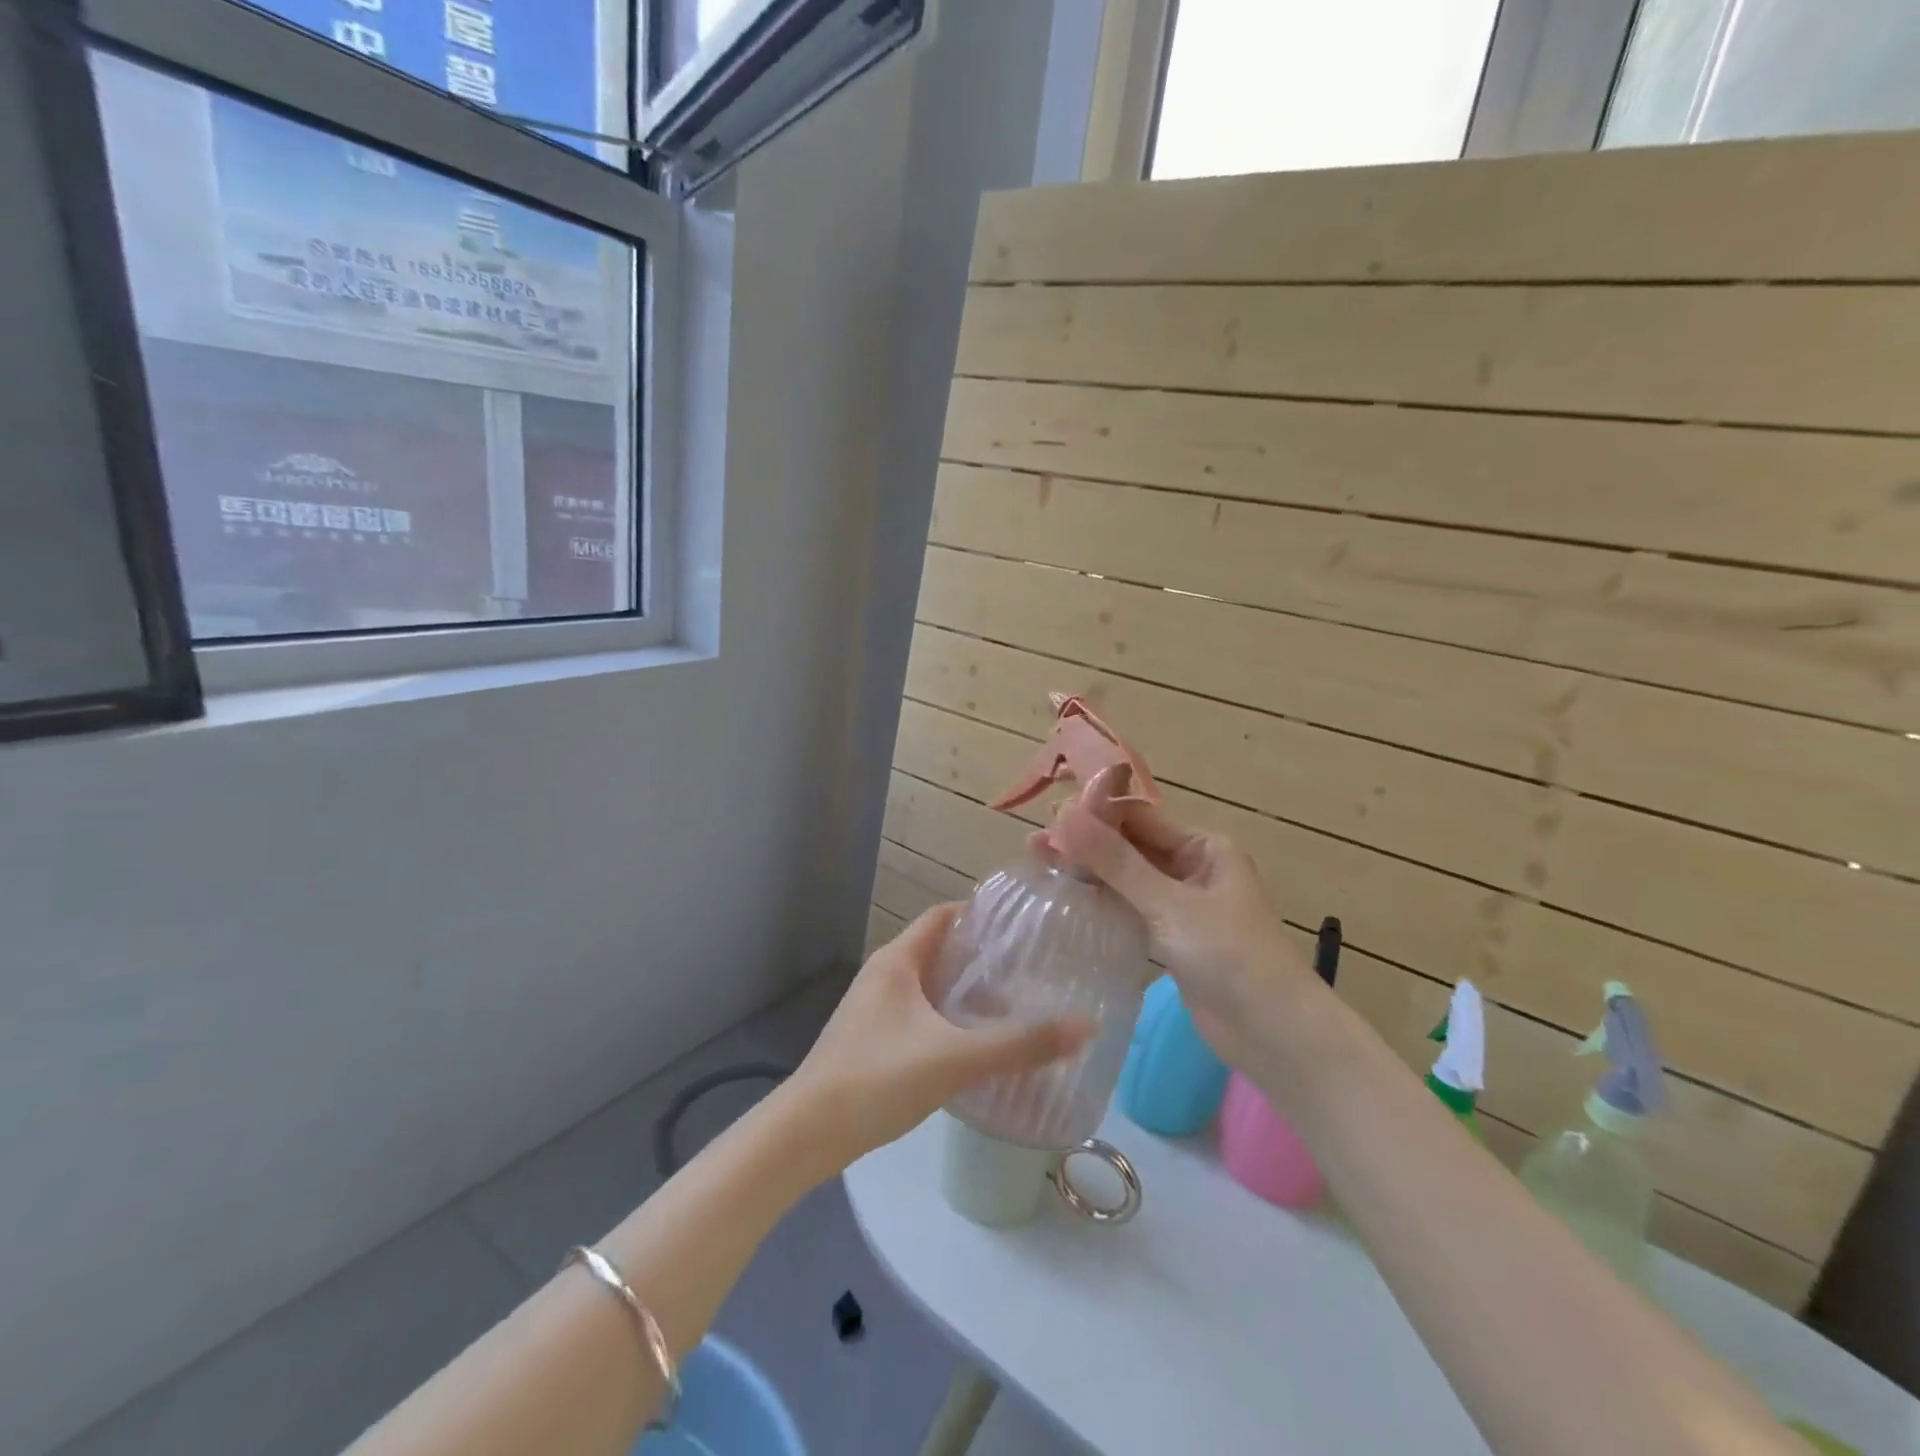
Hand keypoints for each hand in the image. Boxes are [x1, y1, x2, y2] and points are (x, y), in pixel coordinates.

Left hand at [785, 906, 1091, 1172]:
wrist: (806, 1134)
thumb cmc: (878, 1078)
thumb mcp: (954, 1058)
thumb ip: (1018, 1044)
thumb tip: (1085, 1026)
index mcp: (897, 960)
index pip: (943, 916)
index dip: (981, 914)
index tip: (1023, 925)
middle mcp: (883, 975)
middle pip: (938, 949)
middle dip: (980, 956)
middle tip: (1028, 967)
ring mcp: (873, 1009)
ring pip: (928, 984)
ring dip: (964, 989)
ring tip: (1011, 1002)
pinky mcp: (871, 1040)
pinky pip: (918, 1014)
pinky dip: (947, 1017)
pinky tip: (972, 1043)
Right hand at [1049, 777, 1316, 1070]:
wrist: (1274, 1035)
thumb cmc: (1230, 957)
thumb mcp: (1170, 904)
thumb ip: (1116, 862)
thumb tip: (1064, 815)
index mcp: (1204, 848)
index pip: (1140, 817)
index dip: (1095, 814)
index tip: (1048, 816)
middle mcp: (1193, 868)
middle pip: (1130, 846)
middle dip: (1085, 843)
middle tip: (1033, 843)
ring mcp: (1181, 905)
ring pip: (1127, 878)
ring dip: (1089, 871)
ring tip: (1040, 864)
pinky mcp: (1171, 938)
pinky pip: (1130, 908)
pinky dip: (1102, 901)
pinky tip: (1068, 898)